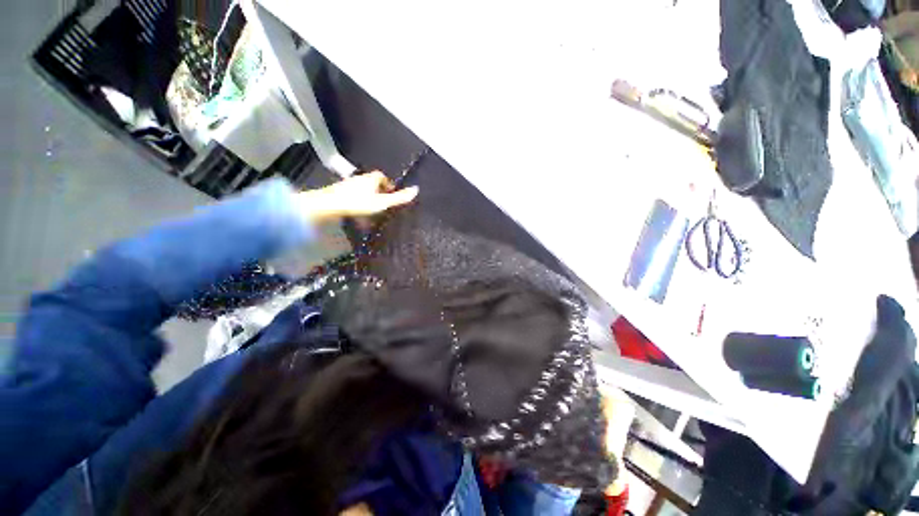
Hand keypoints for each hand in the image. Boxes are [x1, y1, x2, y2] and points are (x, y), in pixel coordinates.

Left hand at [299, 171, 418, 224]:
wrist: (329, 205)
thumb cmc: (358, 203)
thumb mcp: (382, 202)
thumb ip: (398, 198)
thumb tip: (416, 190)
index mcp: (372, 178)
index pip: (383, 177)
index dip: (389, 185)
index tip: (391, 195)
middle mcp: (361, 178)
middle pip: (373, 182)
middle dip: (379, 191)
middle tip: (383, 203)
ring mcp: (349, 184)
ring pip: (363, 188)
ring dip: (368, 196)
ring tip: (372, 209)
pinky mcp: (340, 191)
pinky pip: (353, 194)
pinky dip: (358, 200)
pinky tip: (358, 209)